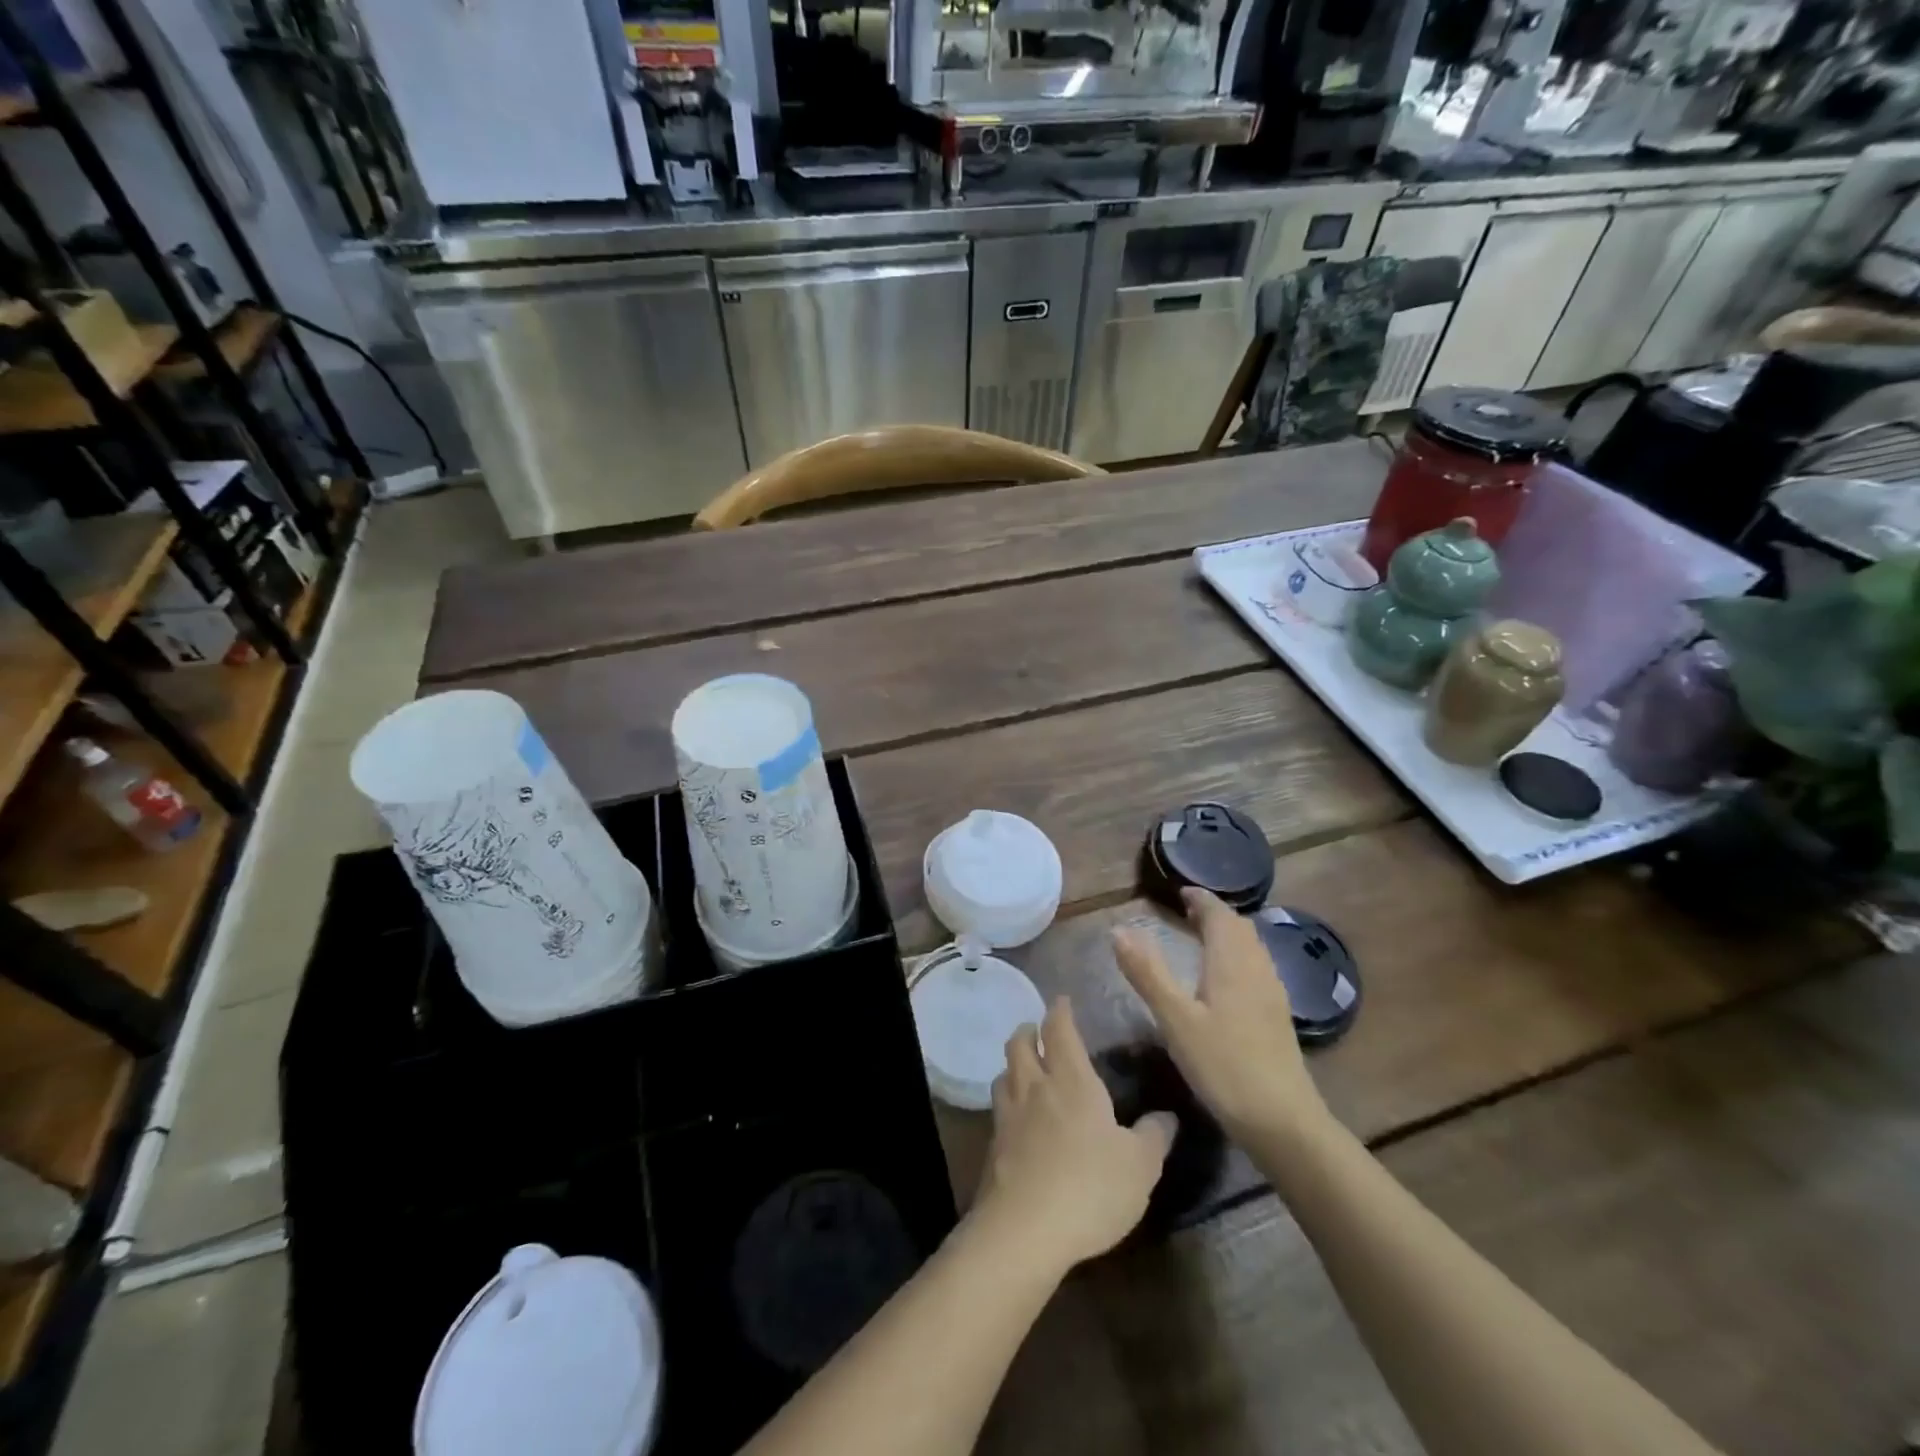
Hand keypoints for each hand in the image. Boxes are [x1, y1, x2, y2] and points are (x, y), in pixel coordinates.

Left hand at [971, 996, 1176, 1274]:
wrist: (1026, 1229)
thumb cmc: (1091, 1187)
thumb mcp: (1140, 1166)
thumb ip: (1154, 1136)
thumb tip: (1167, 1116)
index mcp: (1072, 1080)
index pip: (1059, 1030)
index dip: (1060, 1011)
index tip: (1063, 1001)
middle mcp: (1035, 1087)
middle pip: (1020, 1043)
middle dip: (1028, 1030)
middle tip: (1038, 1030)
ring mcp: (1009, 1115)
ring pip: (1004, 1073)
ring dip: (1014, 1063)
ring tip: (1025, 1069)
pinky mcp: (994, 1145)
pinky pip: (999, 1107)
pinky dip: (1007, 1099)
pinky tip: (1018, 1117)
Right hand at [1112, 888, 1328, 1145]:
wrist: (1283, 1121)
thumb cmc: (1224, 1065)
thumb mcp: (1176, 1019)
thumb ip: (1147, 973)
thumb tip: (1119, 929)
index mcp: (1232, 963)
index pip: (1219, 915)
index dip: (1201, 900)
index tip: (1181, 892)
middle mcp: (1257, 969)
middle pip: (1239, 928)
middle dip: (1214, 914)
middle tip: (1187, 911)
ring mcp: (1272, 994)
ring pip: (1252, 948)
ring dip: (1228, 934)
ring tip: (1203, 937)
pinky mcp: (1277, 1017)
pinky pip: (1257, 968)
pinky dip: (1238, 956)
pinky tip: (1225, 980)